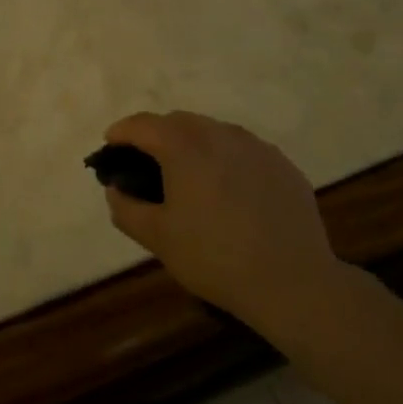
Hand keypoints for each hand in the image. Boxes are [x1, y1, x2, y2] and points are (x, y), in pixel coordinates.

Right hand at [100, 111, 342, 327]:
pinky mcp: (282, 164)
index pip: (143, 124)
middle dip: (157, 135)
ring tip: (189, 177)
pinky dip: (226, 159)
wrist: (292, 282)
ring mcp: (256, 147)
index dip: (121, 132)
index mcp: (185, 147)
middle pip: (179, 121)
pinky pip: (243, 150)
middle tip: (147, 165)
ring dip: (193, 144)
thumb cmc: (214, 258)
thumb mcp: (158, 238)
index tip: (110, 146)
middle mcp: (221, 134)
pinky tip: (229, 192)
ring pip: (214, 132)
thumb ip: (126, 208)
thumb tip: (116, 189)